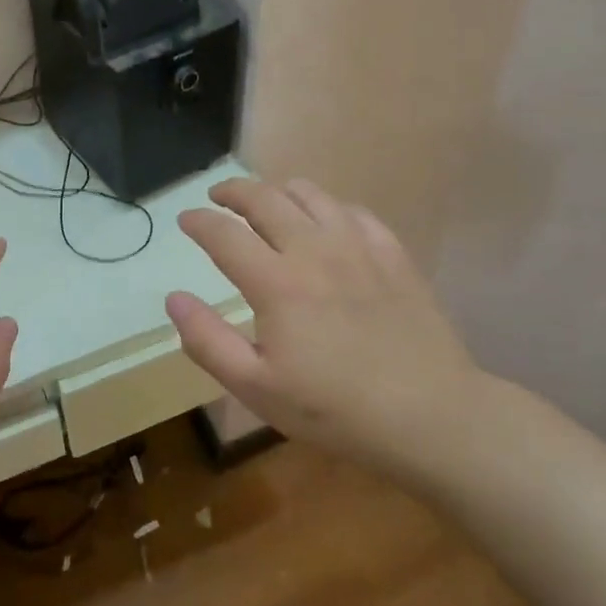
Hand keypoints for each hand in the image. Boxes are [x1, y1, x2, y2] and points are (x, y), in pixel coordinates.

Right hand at [167, 178, 492, 482]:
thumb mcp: (256, 388)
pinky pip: (354, 211)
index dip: (199, 221)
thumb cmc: (333, 409)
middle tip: (218, 196)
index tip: (185, 219)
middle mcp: (314, 250)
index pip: (225, 234)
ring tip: (267, 201)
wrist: (430, 415)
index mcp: (276, 283)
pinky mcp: (393, 255)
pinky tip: (326, 221)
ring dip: (279, 191)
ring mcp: (359, 247)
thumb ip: (207, 341)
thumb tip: (174, 298)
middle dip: (234, 191)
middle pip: (265, 199)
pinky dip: (328, 206)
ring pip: (311, 195)